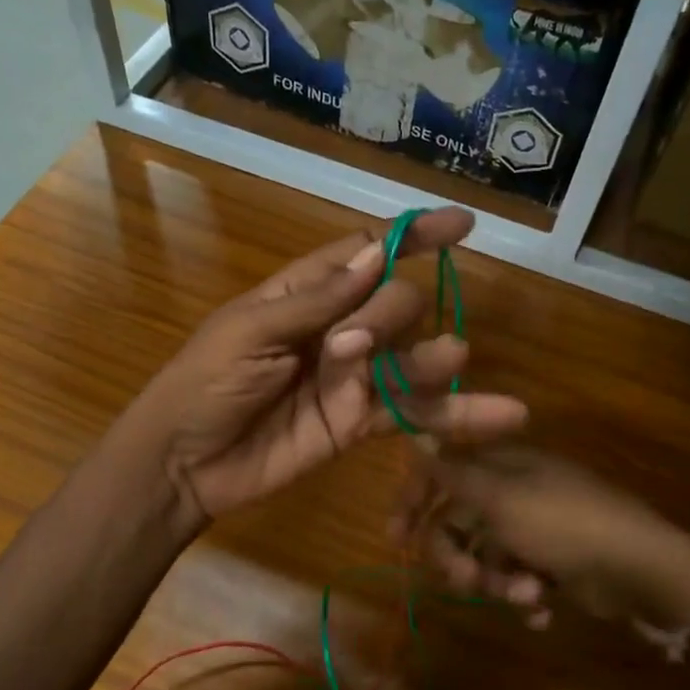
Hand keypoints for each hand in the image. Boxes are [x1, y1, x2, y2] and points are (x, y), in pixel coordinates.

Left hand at [129, 208, 527, 528]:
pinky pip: (413, 412)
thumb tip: (375, 257)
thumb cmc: (203, 383)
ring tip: (450, 356)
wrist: (184, 463)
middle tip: (350, 346)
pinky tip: (505, 413)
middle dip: (389, 312)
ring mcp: (352, 377)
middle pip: (394, 302)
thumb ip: (317, 301)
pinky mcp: (360, 423)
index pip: (368, 253)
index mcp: (304, 294)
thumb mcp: (249, 332)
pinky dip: (456, 414)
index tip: (461, 226)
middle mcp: (336, 329)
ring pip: (411, 356)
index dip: (412, 237)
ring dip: (434, 354)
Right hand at [393, 445, 689, 636]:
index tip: (395, 537)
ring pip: (484, 558)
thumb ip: (453, 474)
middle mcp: (512, 494)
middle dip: (458, 557)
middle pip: (458, 524)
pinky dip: (522, 597)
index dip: (414, 501)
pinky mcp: (551, 564)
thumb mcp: (501, 498)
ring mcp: (533, 530)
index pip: (441, 474)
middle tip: (466, 581)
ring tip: (526, 594)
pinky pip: (515, 579)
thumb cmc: (564, 525)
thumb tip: (414, 437)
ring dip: (496, 582)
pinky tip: (541, 608)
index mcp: (501, 468)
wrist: (641, 569)